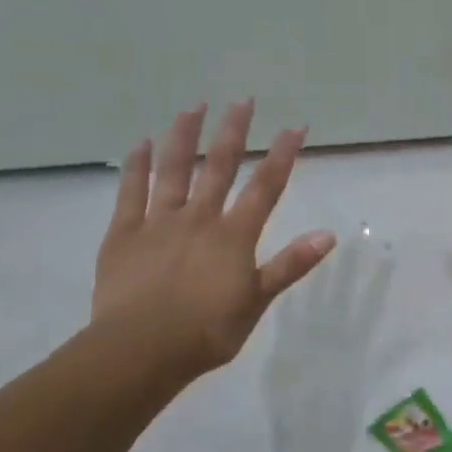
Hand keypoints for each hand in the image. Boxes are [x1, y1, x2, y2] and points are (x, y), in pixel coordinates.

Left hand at [91, 100, 336, 383]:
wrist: (140, 350)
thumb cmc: (207, 331)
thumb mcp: (257, 301)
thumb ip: (290, 264)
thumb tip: (328, 235)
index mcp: (233, 236)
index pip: (265, 187)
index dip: (282, 155)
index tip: (295, 126)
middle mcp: (198, 219)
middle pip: (218, 167)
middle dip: (233, 132)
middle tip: (242, 100)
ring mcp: (158, 223)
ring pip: (172, 171)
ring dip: (184, 137)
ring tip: (192, 107)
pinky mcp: (123, 235)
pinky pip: (130, 193)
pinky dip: (136, 167)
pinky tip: (141, 144)